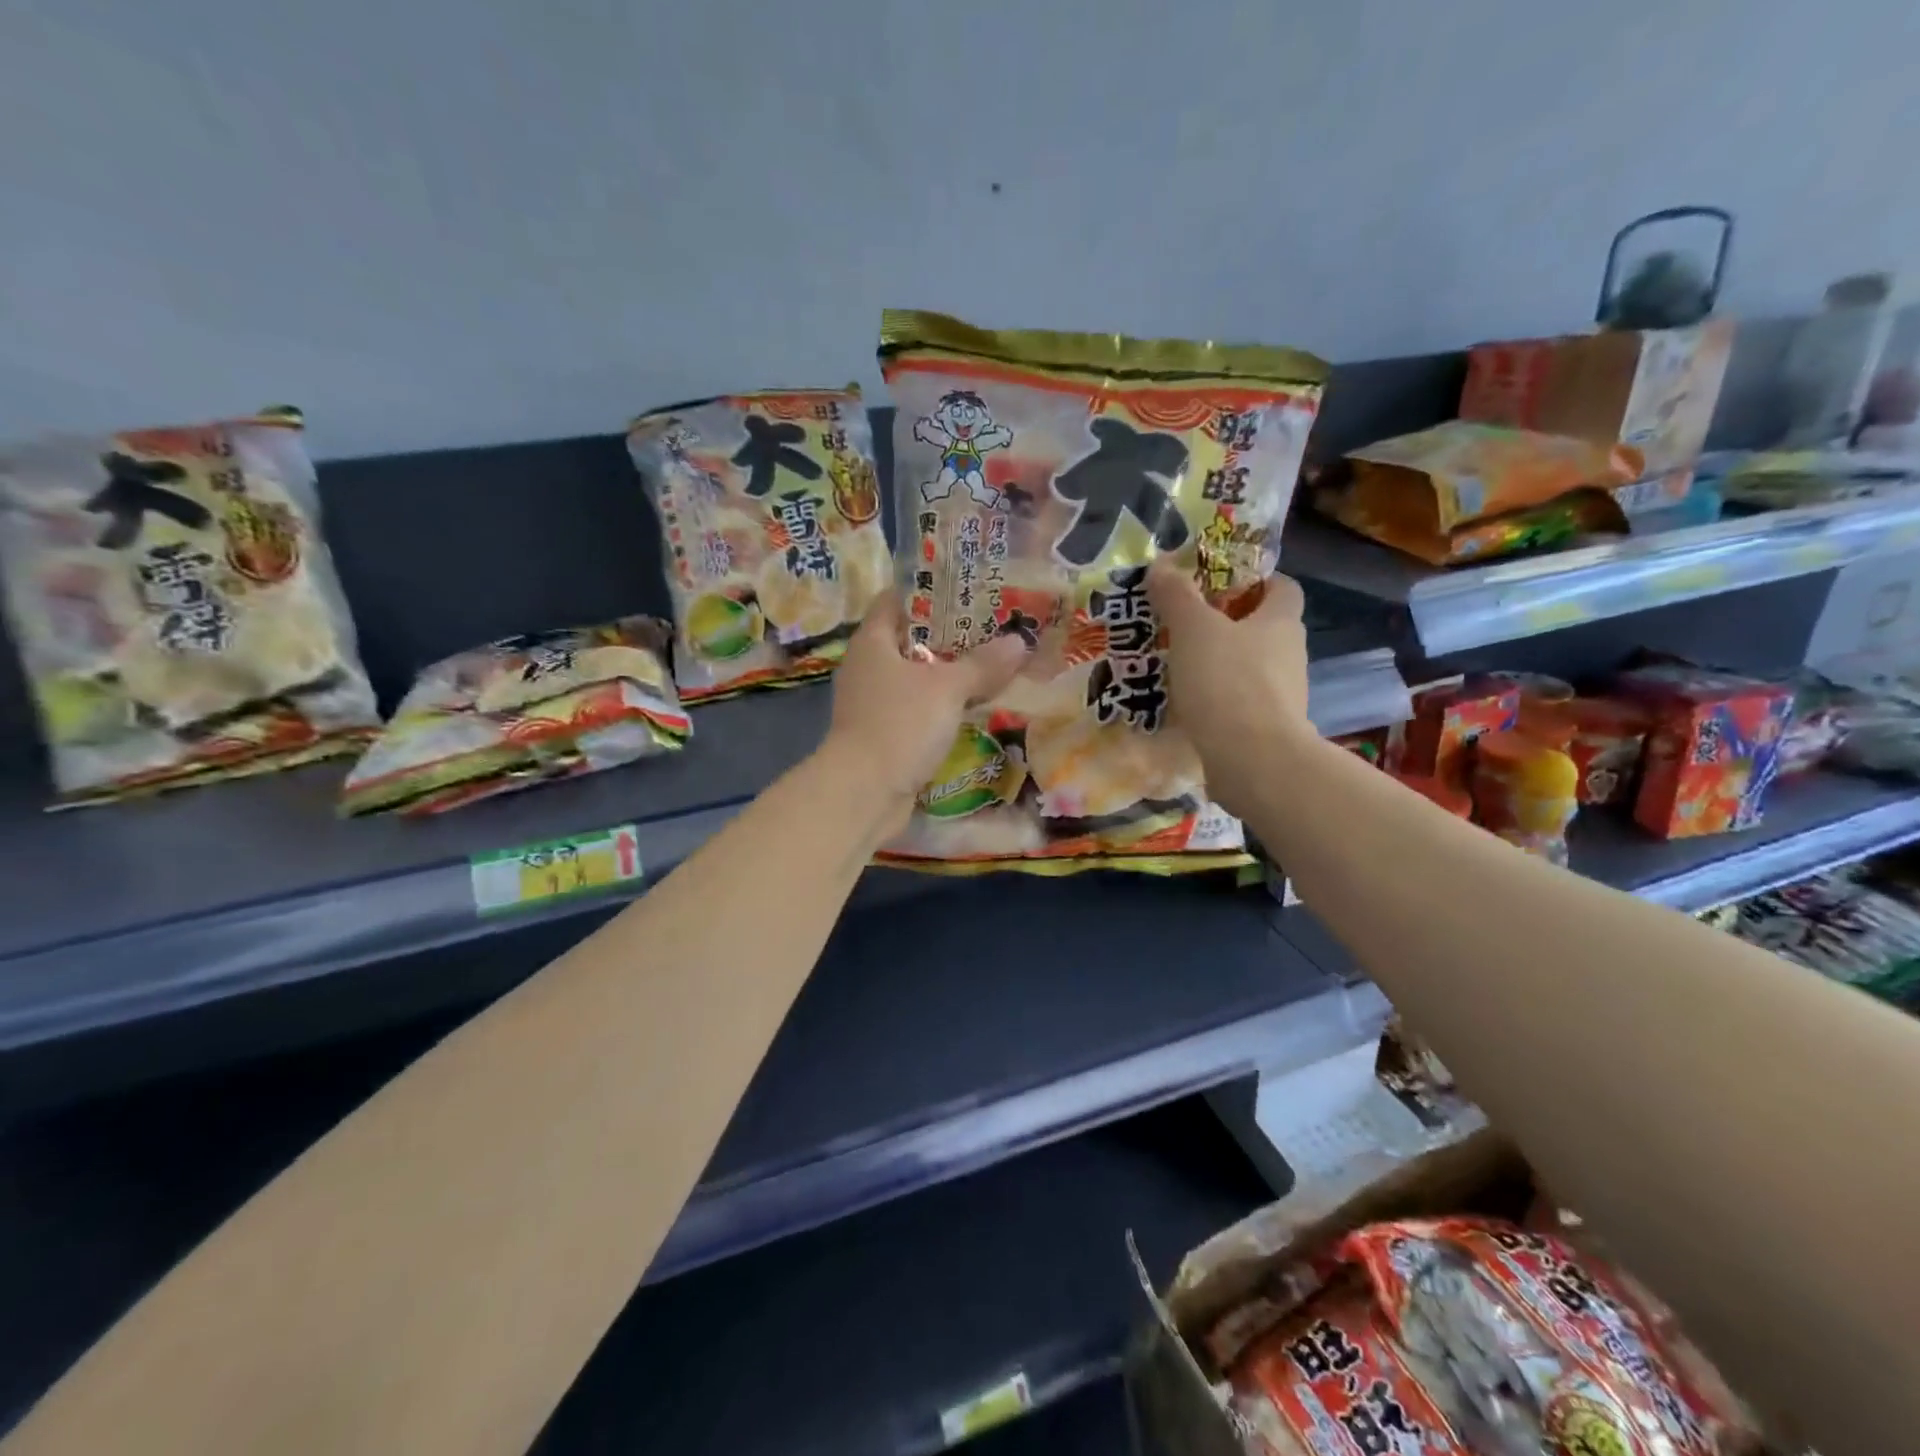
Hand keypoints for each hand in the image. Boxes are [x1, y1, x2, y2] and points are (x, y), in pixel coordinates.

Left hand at [819, 591, 1027, 824]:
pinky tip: (976, 705)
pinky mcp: (885, 732)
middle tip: (995, 626)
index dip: (930, 589)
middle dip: (951, 634)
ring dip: (951, 673)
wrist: (864, 793)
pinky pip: (919, 708)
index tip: (968, 586)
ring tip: (994, 663)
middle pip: (912, 638)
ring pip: (918, 676)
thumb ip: (983, 664)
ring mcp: (874, 702)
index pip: (897, 599)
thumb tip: (1019, 642)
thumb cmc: (900, 725)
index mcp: (873, 641)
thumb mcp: (947, 689)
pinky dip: (944, 704)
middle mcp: (869, 666)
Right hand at [1147, 561, 1311, 816]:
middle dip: (1229, 625)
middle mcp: (1290, 656)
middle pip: (1264, 629)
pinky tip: (1188, 707)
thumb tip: (1161, 565)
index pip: (1283, 588)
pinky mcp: (1267, 731)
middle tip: (1186, 626)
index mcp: (1281, 622)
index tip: (1220, 584)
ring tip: (1179, 668)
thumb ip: (1177, 596)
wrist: (1252, 761)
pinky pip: (1241, 706)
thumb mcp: (1193, 629)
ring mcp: (1283, 697)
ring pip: (1251, 669)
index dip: (1257, 580)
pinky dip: (1218, 702)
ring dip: (1222, 666)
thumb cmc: (1227, 682)